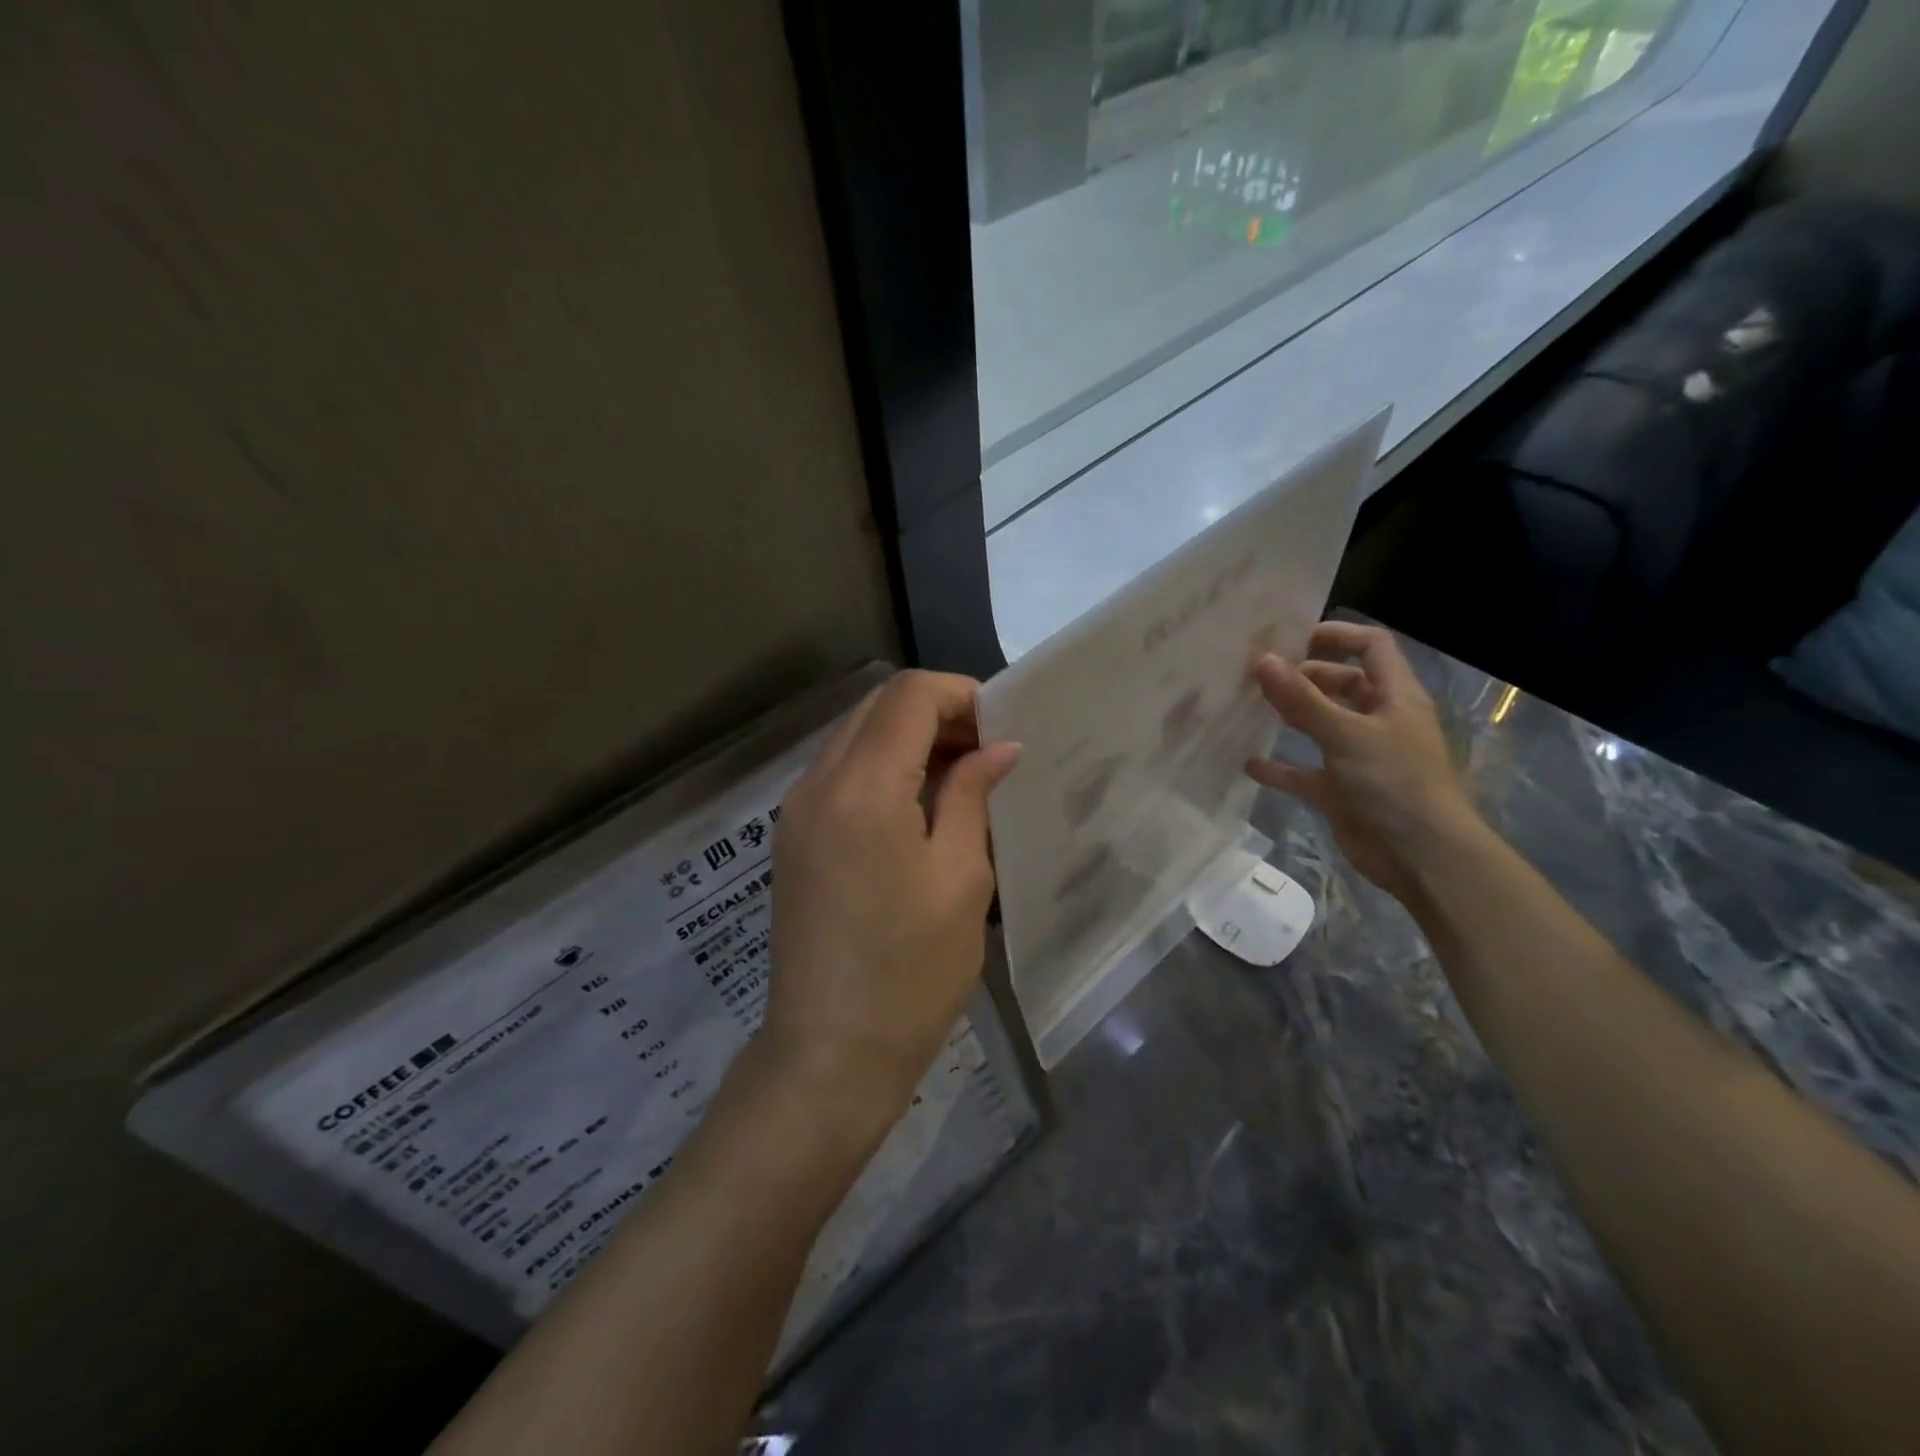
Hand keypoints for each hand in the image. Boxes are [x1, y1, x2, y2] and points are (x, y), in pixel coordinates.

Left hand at [760, 670, 1021, 1133]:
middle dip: (938, 712)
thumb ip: (972, 796)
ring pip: (856, 737)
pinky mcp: (793, 838)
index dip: (962, 695)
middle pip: (877, 707)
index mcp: (861, 787)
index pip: (909, 695)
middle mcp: (817, 783)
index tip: (1003, 728)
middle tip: (988, 751)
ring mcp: (796, 810)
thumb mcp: (961, 878)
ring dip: (910, 740)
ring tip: (963, 777)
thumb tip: (999, 748)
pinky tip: (920, 805)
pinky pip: (840, 773)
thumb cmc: (910, 972)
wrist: (830, 1053)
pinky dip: (883, 768)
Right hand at [1246, 622, 1478, 902]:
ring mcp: (1357, 757)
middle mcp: (1377, 721)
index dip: (1336, 635)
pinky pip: (1303, 772)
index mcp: (1394, 697)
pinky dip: (1279, 768)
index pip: (1371, 647)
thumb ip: (1302, 699)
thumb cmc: (1395, 782)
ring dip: (1289, 716)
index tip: (1290, 638)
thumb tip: (1261, 660)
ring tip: (1247, 707)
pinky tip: (1248, 763)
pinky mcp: (1340, 791)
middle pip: (1340, 683)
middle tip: (1256, 675)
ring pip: (1319, 725)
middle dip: (1302, 677)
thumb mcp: (1347, 734)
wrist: (1421, 857)